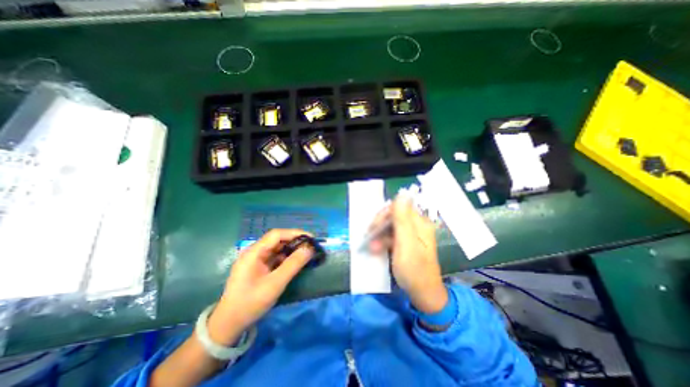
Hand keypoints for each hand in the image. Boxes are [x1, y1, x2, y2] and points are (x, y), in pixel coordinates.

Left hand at [204, 230, 311, 344]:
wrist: (229, 325)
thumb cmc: (251, 303)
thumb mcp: (275, 284)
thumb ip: (293, 264)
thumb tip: (310, 248)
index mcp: (254, 252)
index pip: (277, 235)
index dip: (295, 233)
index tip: (311, 238)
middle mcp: (254, 252)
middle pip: (277, 240)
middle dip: (295, 241)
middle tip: (310, 247)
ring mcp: (256, 260)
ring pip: (277, 248)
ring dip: (291, 249)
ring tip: (306, 253)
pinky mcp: (258, 267)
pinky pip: (275, 257)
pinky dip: (286, 258)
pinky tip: (295, 262)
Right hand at [370, 196, 444, 314]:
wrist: (423, 294)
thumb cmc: (414, 270)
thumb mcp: (406, 245)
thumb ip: (402, 220)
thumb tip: (402, 194)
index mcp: (420, 223)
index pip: (398, 208)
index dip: (384, 215)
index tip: (373, 228)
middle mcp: (417, 225)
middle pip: (394, 216)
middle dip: (380, 226)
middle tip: (369, 238)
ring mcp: (413, 234)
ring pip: (391, 226)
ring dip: (380, 235)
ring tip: (372, 247)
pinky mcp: (408, 242)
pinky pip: (393, 235)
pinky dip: (384, 241)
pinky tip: (377, 249)